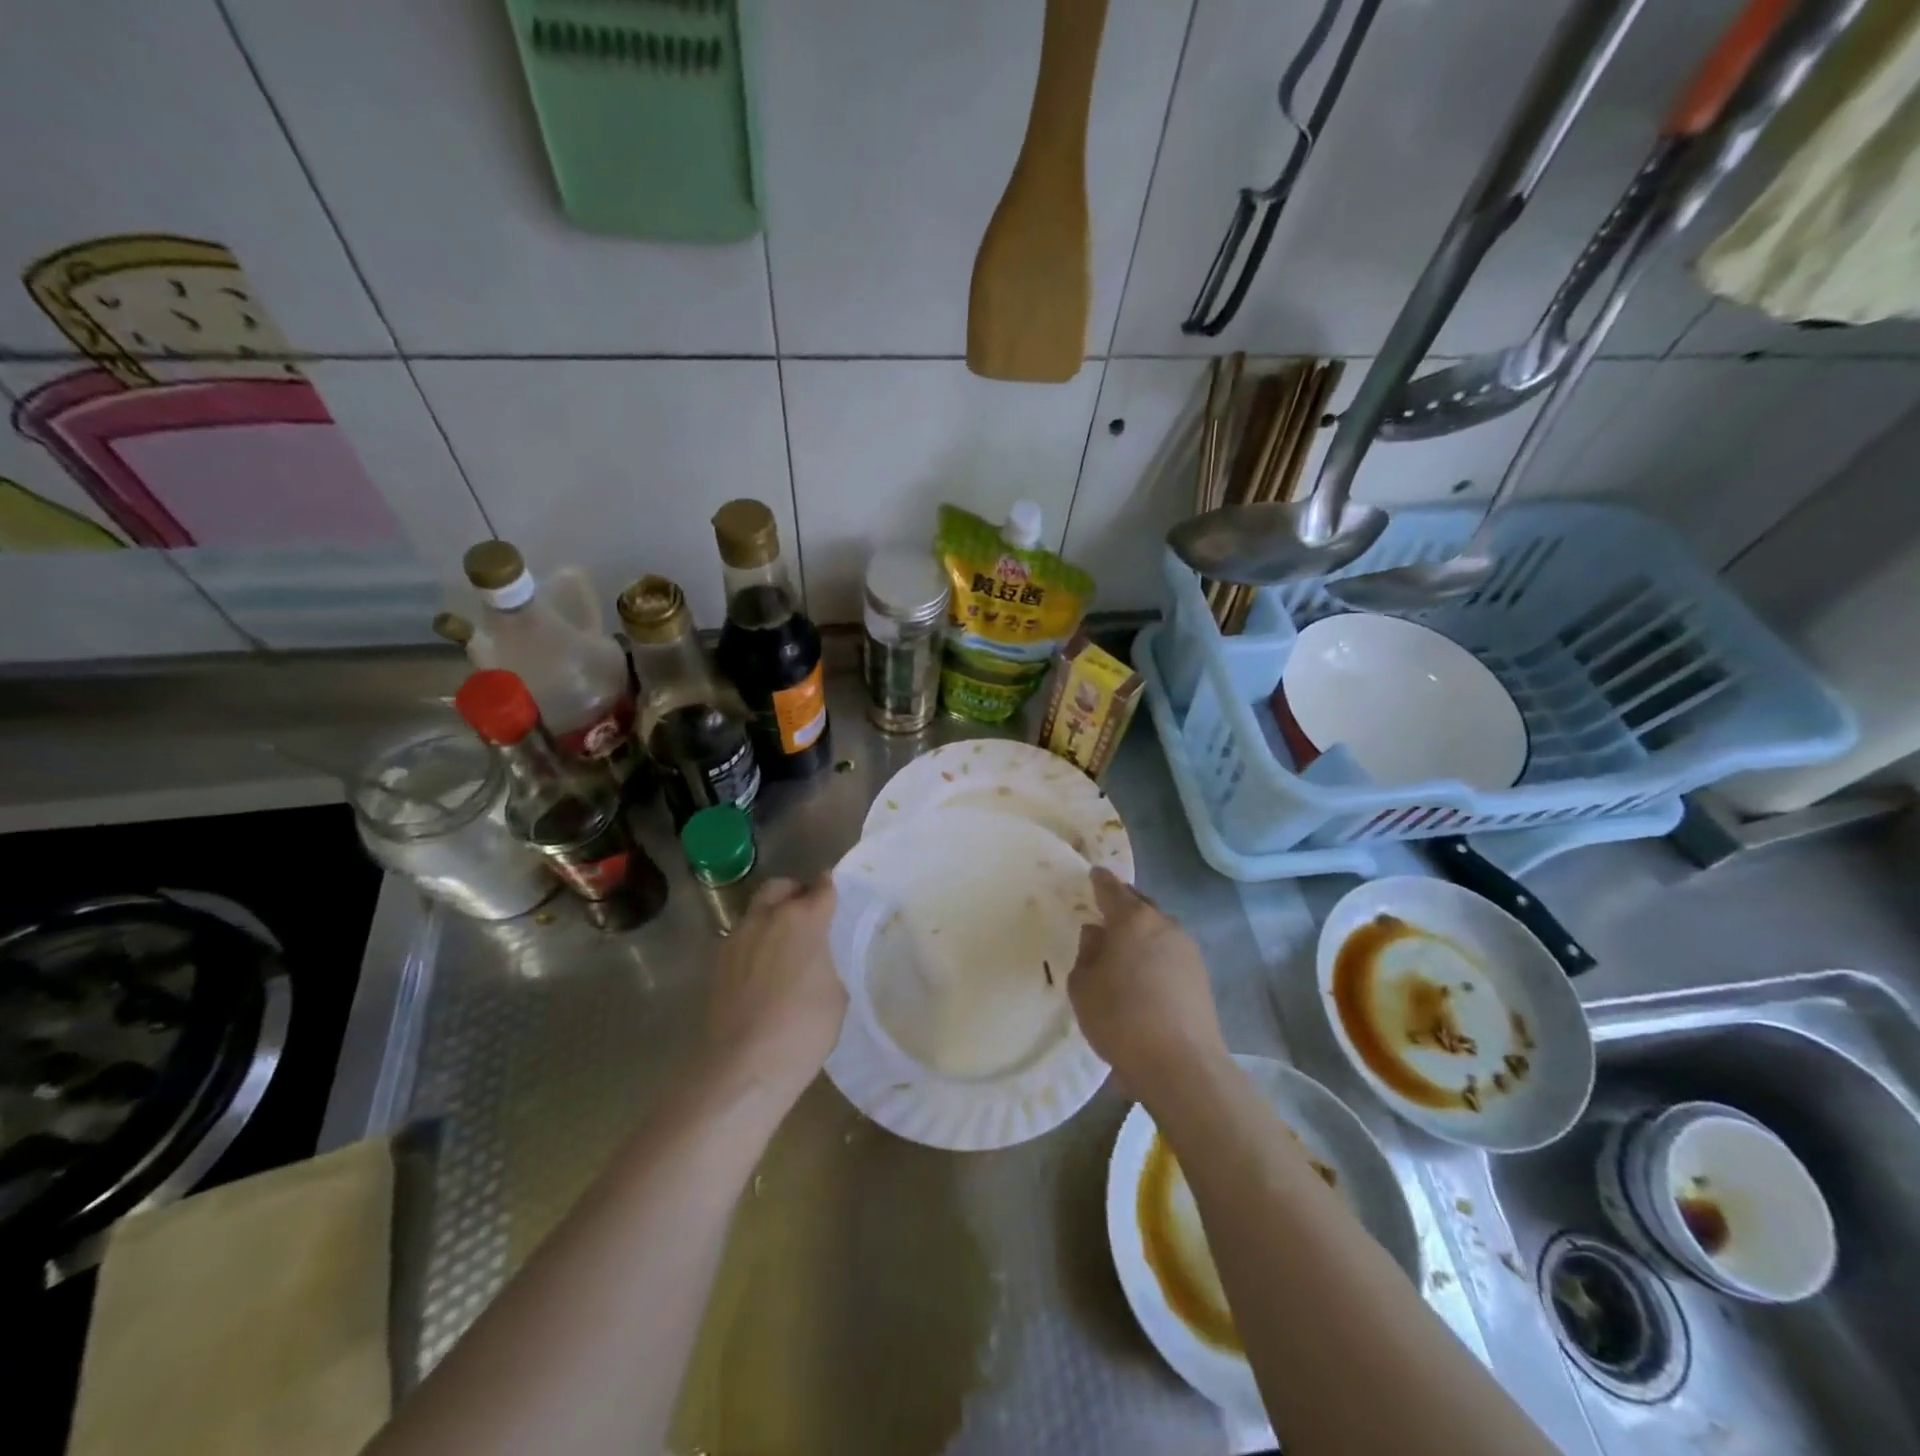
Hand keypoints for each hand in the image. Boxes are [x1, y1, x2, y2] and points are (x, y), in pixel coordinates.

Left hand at [704, 875, 847, 1103]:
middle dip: (795, 892)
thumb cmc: (804, 1028)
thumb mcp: (836, 993)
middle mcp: (767, 918)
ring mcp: (737, 939)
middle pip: (781, 887)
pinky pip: (742, 939)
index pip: (822, 888)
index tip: (835, 893)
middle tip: (809, 914)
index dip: (830, 888)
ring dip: (772, 917)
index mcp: (803, 919)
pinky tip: (764, 970)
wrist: (744, 1066)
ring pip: (757, 911)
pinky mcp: (719, 963)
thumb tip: (815, 957)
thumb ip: (826, 960)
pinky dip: (756, 943)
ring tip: (785, 945)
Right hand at [1068, 868, 1227, 1096]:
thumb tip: (1098, 935)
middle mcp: (1164, 924)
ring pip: (1158, 929)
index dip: (1100, 881)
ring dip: (1142, 934)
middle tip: (1105, 914)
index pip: (1112, 889)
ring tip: (1124, 951)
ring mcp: (1188, 950)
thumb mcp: (1083, 985)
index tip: (1093, 875)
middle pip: (1140, 905)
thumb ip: (1087, 953)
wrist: (1181, 1064)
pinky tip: (1144, 976)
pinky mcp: (1201, 976)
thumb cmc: (1120, 1018)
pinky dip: (1156, 956)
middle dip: (1123, 906)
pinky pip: (1170, 953)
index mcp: (1132, 919)